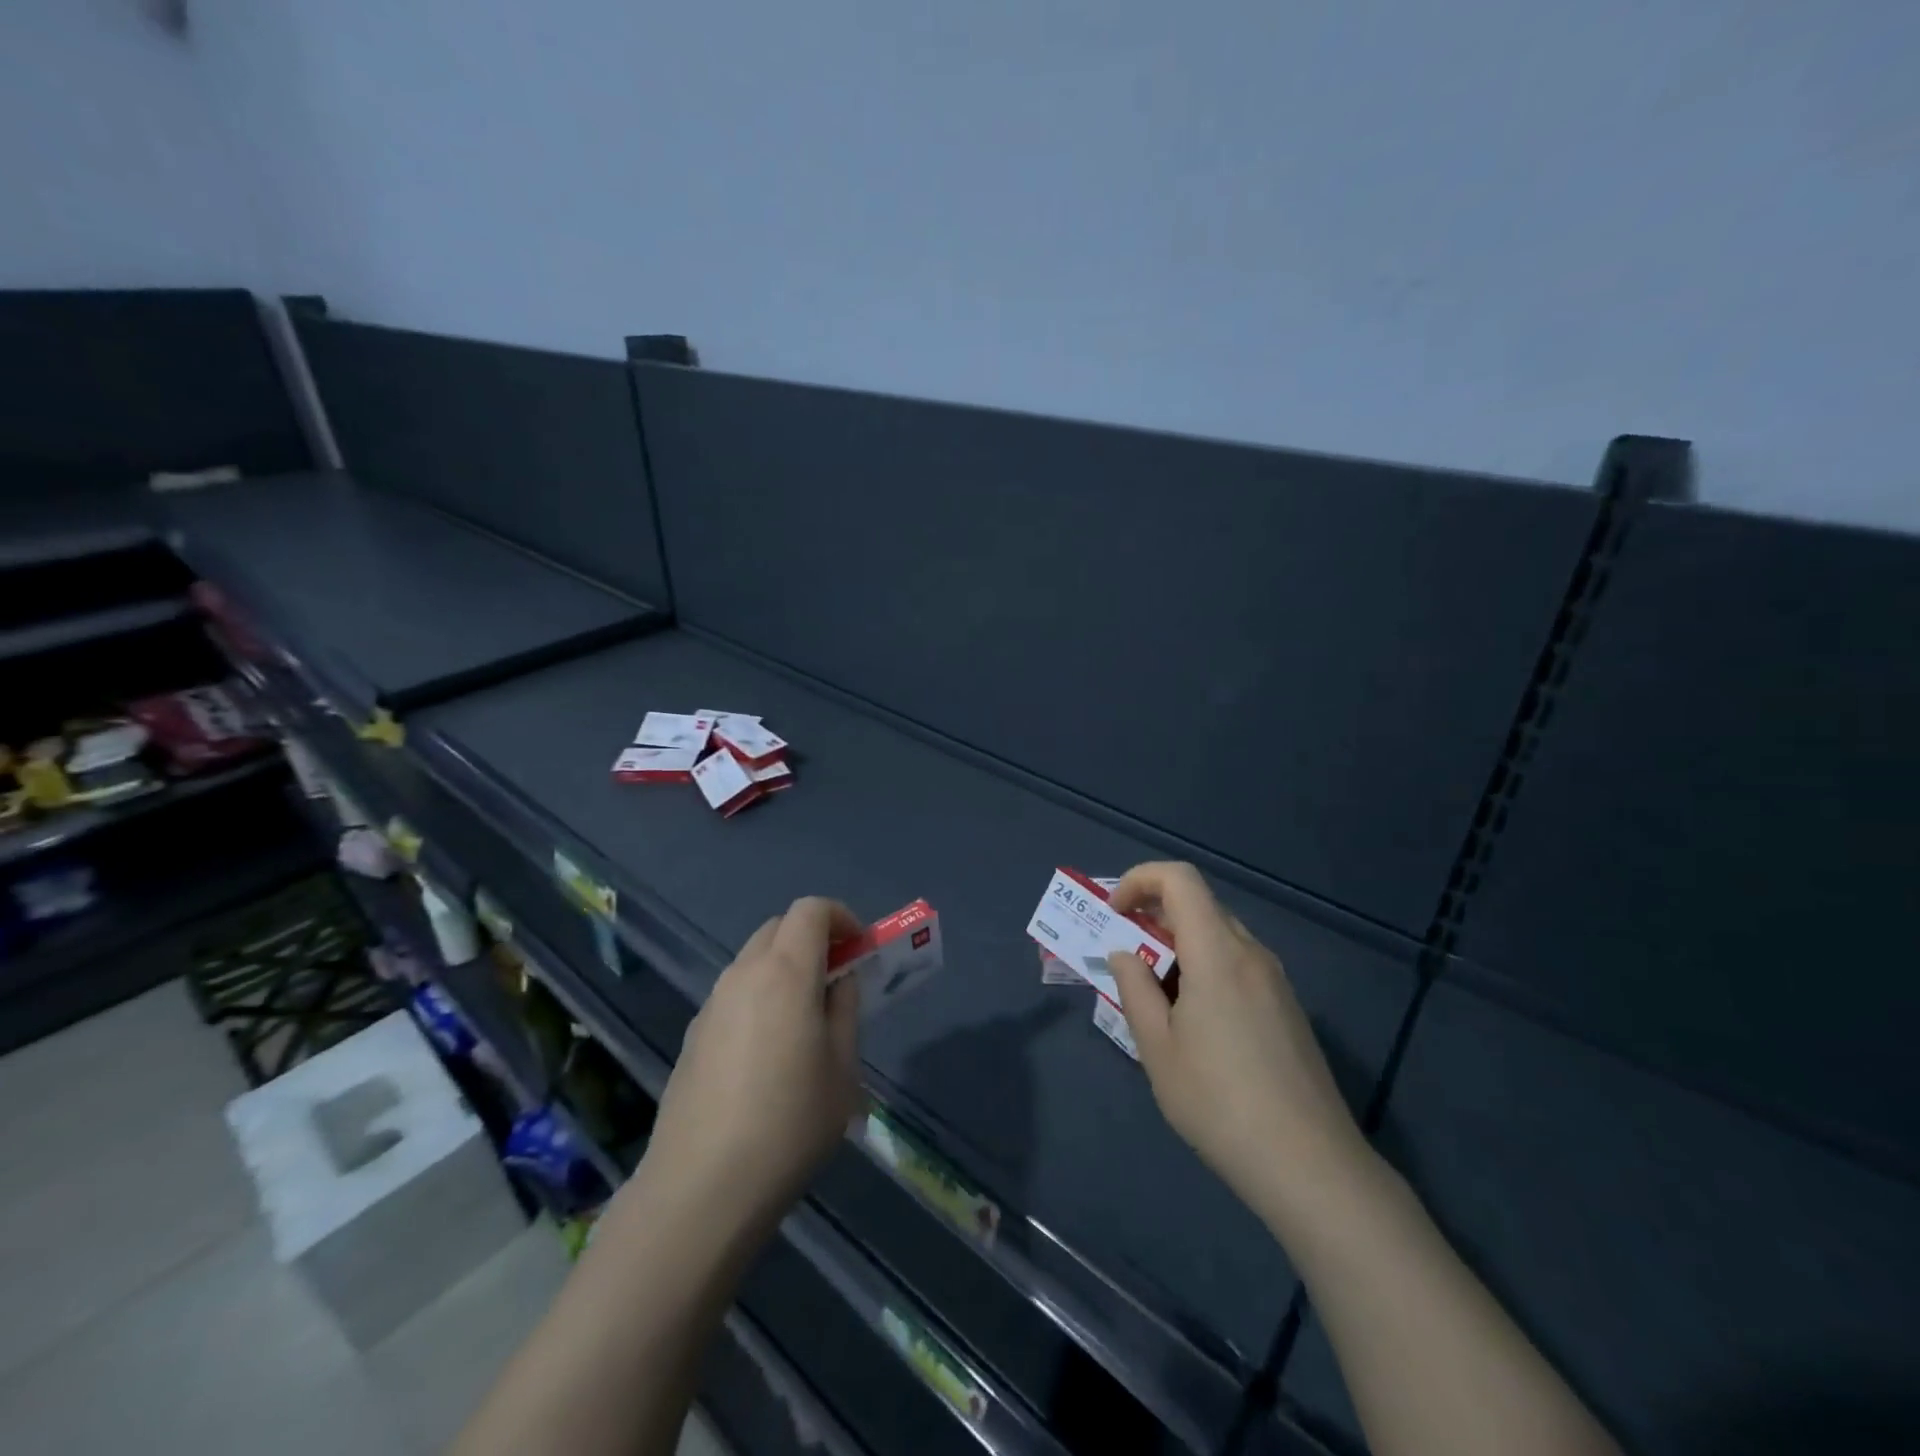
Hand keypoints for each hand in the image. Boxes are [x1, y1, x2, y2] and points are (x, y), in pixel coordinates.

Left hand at [639, 897, 863, 1243]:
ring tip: (805, 1020)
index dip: (841, 917)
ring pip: (754, 959)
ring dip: (785, 967)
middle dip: (813, 938)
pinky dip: (760, 995)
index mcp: (785, 972)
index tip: (860, 950)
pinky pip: (735, 993)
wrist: (703, 1188)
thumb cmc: (790, 1123)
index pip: (811, 910)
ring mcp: (712, 1004)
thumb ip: (845, 1010)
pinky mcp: (693, 1035)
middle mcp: (743, 974)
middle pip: (779, 927)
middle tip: (837, 979)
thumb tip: (839, 982)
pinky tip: (768, 1053)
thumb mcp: (842, 1068)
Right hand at [1105, 862, 1370, 1224]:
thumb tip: (1125, 954)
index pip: (1180, 879)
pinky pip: (1238, 965)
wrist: (1312, 1166)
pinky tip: (1195, 1023)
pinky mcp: (1288, 1008)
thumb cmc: (1220, 1104)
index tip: (1114, 914)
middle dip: (1154, 917)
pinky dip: (1204, 969)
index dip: (1140, 880)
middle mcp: (1251, 954)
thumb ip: (1134, 989)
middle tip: (1125, 957)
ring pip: (1218, 937)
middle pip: (1199, 905)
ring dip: (1179, 947)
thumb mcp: (1158, 1049)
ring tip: (1154, 997)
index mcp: (1217, 953)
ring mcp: (1276, 981)